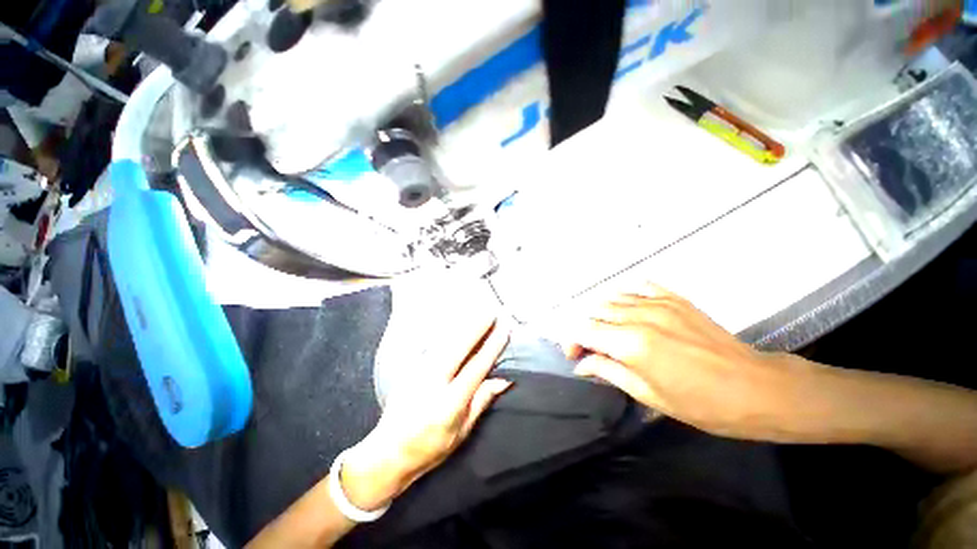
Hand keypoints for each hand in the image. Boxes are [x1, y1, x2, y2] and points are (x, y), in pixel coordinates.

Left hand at [340, 316, 511, 510]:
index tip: (503, 329)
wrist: (388, 452)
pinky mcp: (409, 369)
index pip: (477, 366)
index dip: (492, 346)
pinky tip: (453, 325)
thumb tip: (504, 380)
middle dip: (476, 327)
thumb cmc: (430, 447)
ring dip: (461, 326)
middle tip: (491, 312)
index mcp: (450, 402)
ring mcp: (418, 372)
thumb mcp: (462, 432)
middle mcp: (433, 382)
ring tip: (475, 312)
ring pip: (444, 342)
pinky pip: (431, 346)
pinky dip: (445, 333)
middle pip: (459, 347)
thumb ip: (482, 401)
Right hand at [565, 283, 812, 440]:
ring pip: (612, 298)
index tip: (574, 356)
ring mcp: (658, 303)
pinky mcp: (674, 298)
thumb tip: (582, 364)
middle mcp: (639, 316)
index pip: (583, 331)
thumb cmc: (701, 404)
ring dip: (601, 313)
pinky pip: (638, 286)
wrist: (757, 388)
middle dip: (584, 328)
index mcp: (631, 344)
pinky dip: (625, 296)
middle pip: (594, 312)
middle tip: (590, 347)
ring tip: (607, 330)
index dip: (571, 341)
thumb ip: (609, 372)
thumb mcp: (649, 395)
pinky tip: (628, 309)